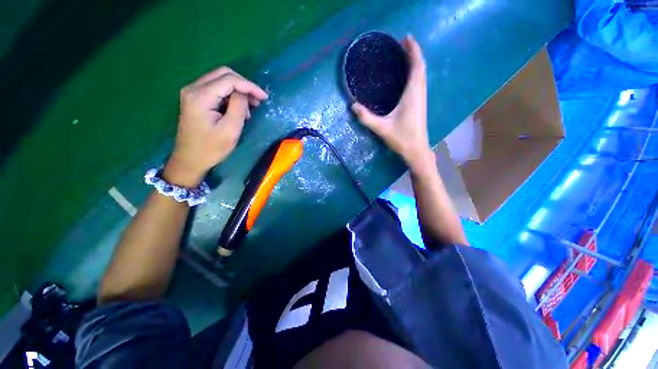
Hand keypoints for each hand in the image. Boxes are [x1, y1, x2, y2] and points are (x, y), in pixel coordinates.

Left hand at [164, 67, 267, 186]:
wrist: (190, 159)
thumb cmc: (211, 148)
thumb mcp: (230, 129)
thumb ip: (238, 107)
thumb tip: (245, 93)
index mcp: (200, 96)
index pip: (229, 79)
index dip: (249, 86)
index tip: (264, 98)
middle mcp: (193, 88)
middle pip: (223, 74)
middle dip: (244, 85)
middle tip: (258, 100)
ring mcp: (192, 92)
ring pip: (220, 79)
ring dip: (238, 90)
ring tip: (250, 107)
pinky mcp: (195, 98)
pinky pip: (216, 88)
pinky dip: (230, 95)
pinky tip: (237, 108)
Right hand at [351, 35, 432, 171]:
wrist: (416, 150)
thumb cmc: (401, 138)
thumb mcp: (382, 128)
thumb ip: (366, 118)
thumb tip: (353, 106)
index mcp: (412, 95)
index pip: (416, 67)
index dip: (413, 51)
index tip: (406, 38)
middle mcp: (419, 93)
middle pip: (421, 68)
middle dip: (414, 53)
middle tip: (403, 43)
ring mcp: (421, 99)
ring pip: (422, 75)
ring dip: (416, 62)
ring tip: (405, 55)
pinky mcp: (420, 105)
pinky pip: (420, 82)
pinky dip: (415, 73)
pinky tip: (408, 75)